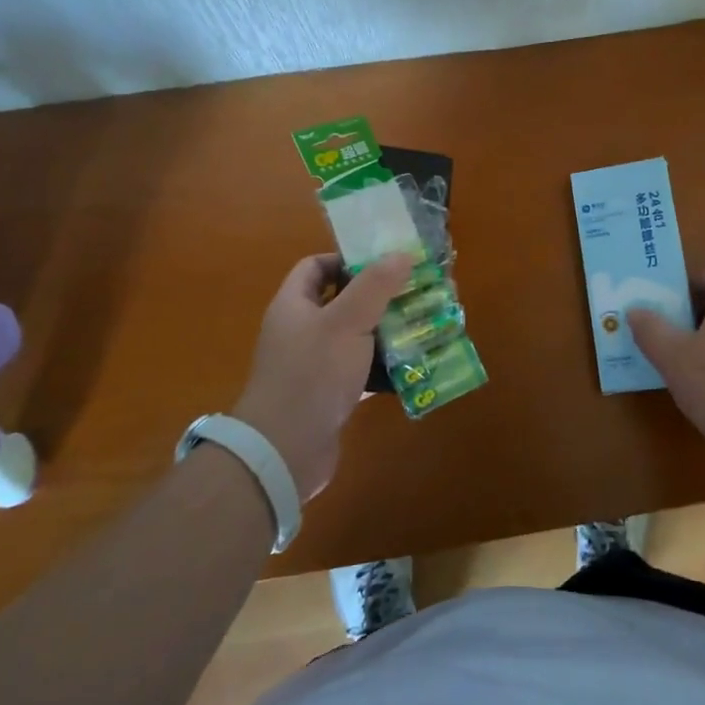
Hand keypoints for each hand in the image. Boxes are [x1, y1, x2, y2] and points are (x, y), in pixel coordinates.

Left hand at [234, 252, 413, 501]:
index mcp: (294, 305)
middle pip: (340, 301)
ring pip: (353, 338)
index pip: (316, 266)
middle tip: (413, 293)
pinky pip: (358, 371)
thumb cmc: (313, 374)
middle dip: (377, 297)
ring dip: (384, 333)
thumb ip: (376, 285)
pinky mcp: (327, 396)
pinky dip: (381, 368)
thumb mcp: (348, 321)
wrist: (284, 452)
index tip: (385, 264)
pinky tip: (411, 368)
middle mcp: (299, 331)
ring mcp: (312, 365)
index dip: (347, 259)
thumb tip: (402, 253)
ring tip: (420, 326)